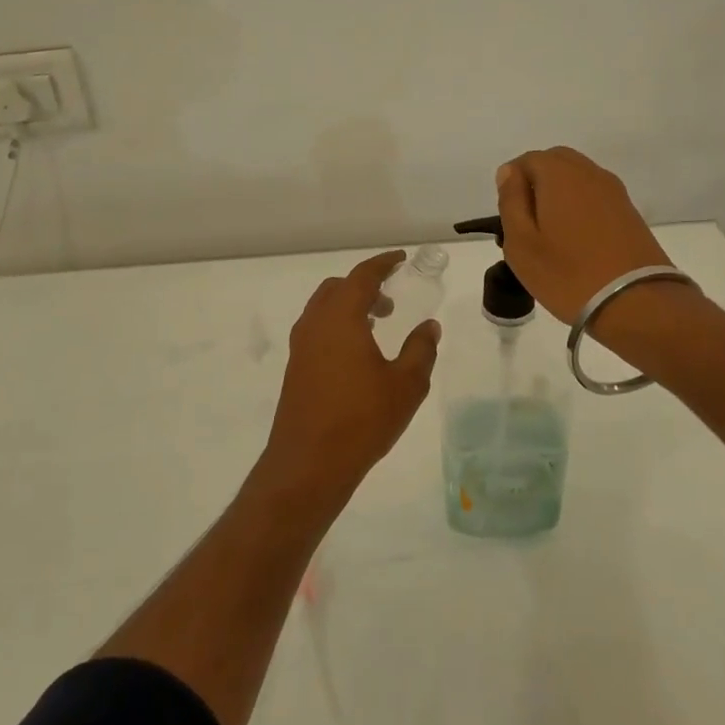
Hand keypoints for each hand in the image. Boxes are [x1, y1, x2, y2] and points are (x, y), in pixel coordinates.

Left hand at [262, 251, 440, 505]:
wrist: (308, 464)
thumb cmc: (362, 420)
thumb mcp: (406, 385)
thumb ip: (421, 349)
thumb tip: (429, 326)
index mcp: (341, 318)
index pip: (362, 276)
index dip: (383, 264)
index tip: (401, 259)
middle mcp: (315, 324)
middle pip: (338, 288)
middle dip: (364, 286)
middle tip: (391, 300)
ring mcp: (300, 347)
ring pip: (324, 309)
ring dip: (349, 307)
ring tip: (378, 325)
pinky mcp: (295, 369)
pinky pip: (317, 331)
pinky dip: (337, 327)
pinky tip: (357, 354)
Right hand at [496, 147, 682, 326]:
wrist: (635, 302)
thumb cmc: (567, 274)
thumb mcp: (521, 242)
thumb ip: (511, 200)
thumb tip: (509, 172)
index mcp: (559, 173)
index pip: (526, 160)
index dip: (512, 185)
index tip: (510, 219)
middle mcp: (590, 172)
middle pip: (555, 163)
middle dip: (536, 185)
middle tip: (528, 225)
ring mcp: (614, 191)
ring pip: (577, 179)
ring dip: (559, 197)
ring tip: (552, 237)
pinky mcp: (629, 212)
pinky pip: (595, 197)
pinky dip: (580, 209)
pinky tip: (577, 242)